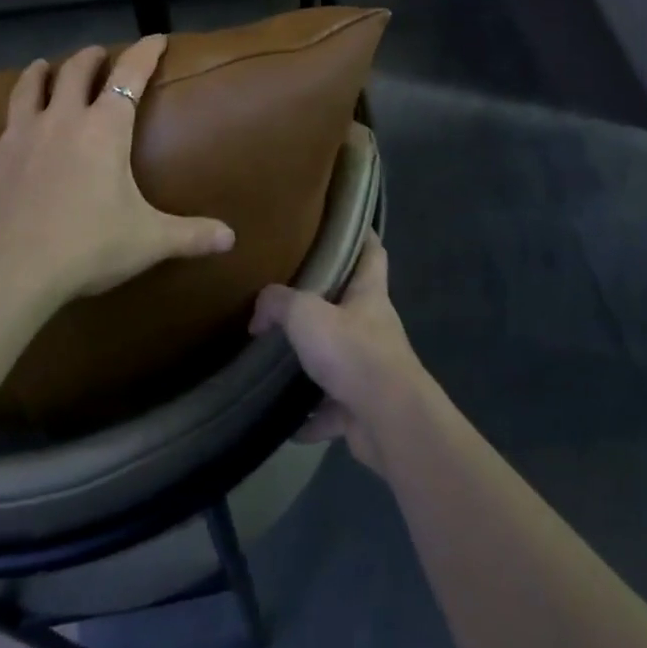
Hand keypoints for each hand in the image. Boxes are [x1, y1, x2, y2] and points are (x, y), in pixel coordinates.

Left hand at [0, 36, 234, 307]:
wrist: (9, 269)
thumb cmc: (87, 246)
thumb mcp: (148, 241)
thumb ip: (190, 235)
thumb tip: (232, 239)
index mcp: (105, 129)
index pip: (131, 77)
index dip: (145, 54)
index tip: (156, 38)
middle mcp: (61, 120)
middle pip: (75, 73)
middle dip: (88, 59)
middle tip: (95, 54)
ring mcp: (16, 137)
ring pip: (26, 92)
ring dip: (36, 76)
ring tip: (40, 66)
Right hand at [250, 234, 427, 474]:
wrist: (388, 420)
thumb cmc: (353, 351)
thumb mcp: (305, 313)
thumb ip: (278, 303)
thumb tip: (258, 314)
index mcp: (369, 294)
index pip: (372, 252)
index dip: (361, 235)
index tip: (343, 226)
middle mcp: (374, 327)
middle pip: (351, 306)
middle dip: (324, 304)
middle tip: (289, 297)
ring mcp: (372, 370)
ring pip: (340, 360)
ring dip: (314, 364)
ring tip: (279, 359)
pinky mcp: (363, 409)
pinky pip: (332, 410)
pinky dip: (312, 416)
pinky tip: (287, 421)